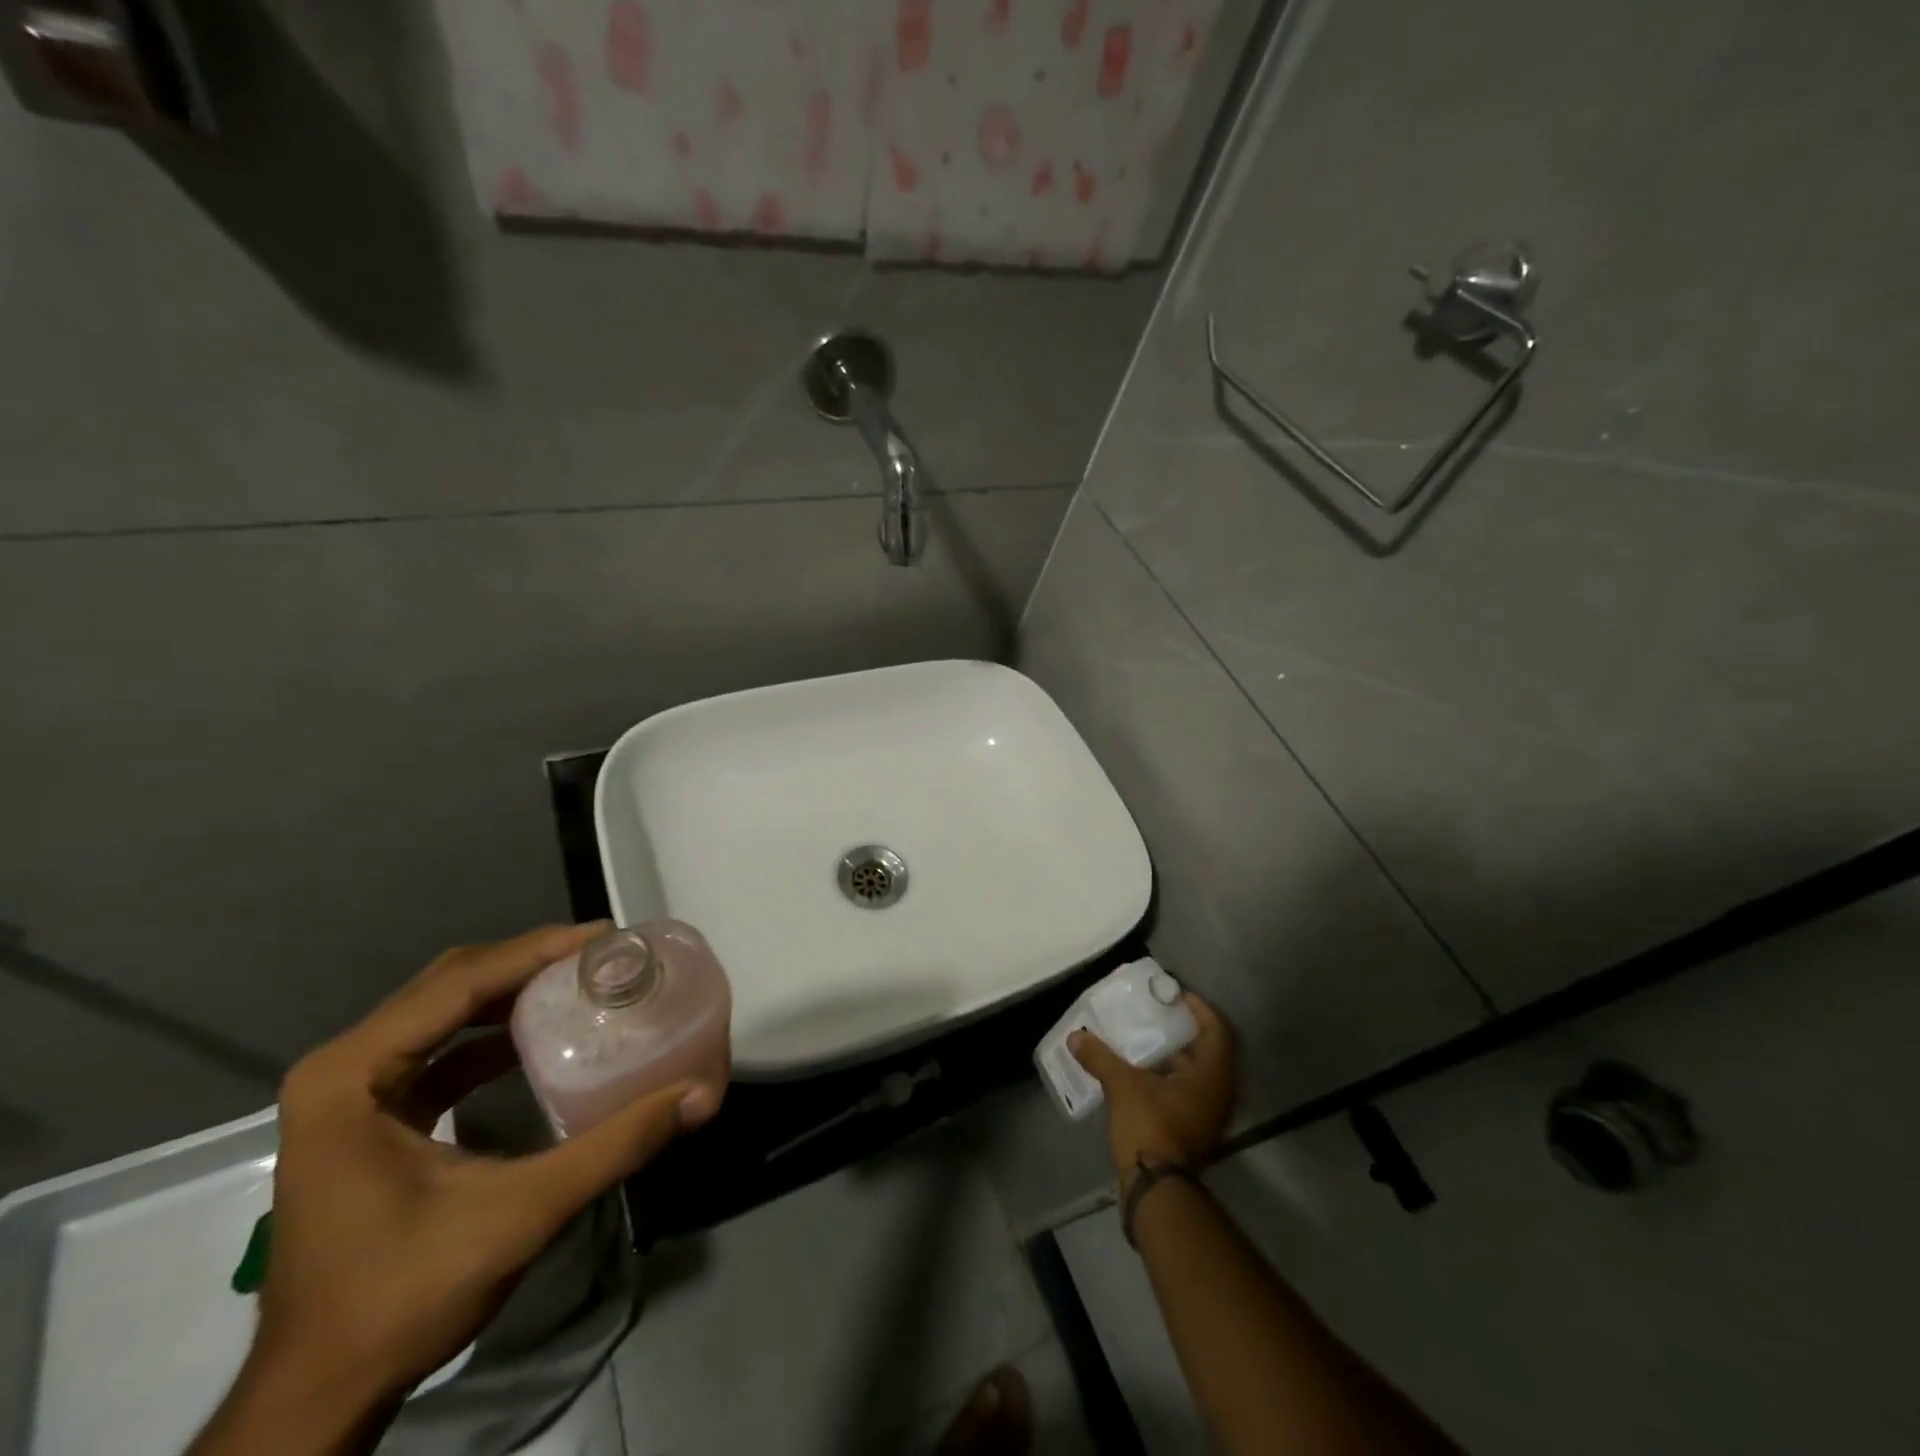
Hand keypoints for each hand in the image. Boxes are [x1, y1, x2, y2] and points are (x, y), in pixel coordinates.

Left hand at [192, 924, 718, 1454]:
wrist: (319, 1393)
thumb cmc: (403, 1294)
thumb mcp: (520, 1213)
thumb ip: (615, 1147)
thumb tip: (699, 1097)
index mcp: (352, 1075)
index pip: (458, 984)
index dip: (536, 952)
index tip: (605, 936)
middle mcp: (342, 1068)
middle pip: (449, 984)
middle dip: (529, 961)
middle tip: (601, 953)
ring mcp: (349, 1093)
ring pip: (443, 1010)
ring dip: (513, 990)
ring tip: (582, 978)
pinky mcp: (367, 1117)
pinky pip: (439, 1048)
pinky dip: (492, 1031)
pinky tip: (539, 1034)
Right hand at [1070, 993, 1233, 1184]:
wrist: (1156, 1188)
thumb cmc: (1151, 1127)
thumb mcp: (1123, 1086)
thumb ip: (1101, 1057)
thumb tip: (1076, 1036)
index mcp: (1212, 1075)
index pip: (1217, 1030)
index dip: (1199, 1008)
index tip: (1175, 995)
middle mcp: (1218, 1092)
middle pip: (1208, 1049)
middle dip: (1183, 1029)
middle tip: (1157, 1012)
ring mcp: (1208, 1114)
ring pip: (1196, 1072)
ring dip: (1174, 1054)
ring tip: (1145, 1038)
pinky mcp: (1193, 1129)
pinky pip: (1186, 1090)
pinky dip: (1168, 1075)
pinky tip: (1141, 1071)